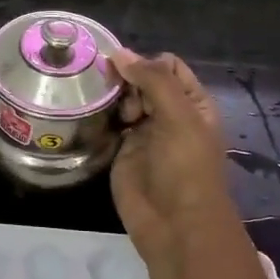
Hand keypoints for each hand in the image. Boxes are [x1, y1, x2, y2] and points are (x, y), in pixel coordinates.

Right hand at [108, 49, 232, 262]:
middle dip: (124, 79)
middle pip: (142, 80)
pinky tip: (87, 113)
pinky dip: (99, 117)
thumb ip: (152, 81)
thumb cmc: (186, 168)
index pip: (168, 66)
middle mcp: (168, 113)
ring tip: (96, 101)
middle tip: (110, 92)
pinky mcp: (122, 151)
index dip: (145, 63)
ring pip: (123, 100)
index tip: (122, 71)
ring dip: (110, 97)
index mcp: (192, 102)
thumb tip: (119, 53)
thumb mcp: (179, 117)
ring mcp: (144, 133)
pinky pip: (109, 124)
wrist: (175, 224)